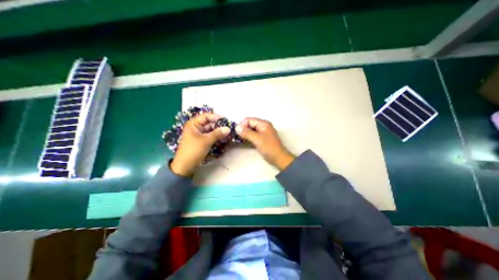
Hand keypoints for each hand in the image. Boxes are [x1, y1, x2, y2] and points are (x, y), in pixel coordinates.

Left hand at [171, 112, 230, 175]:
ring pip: (212, 130)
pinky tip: (225, 139)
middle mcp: (197, 127)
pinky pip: (212, 136)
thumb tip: (229, 129)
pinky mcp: (203, 141)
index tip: (226, 120)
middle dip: (220, 126)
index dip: (216, 117)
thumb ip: (217, 134)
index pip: (206, 116)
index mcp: (193, 124)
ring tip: (229, 134)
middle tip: (230, 129)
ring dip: (220, 132)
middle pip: (210, 123)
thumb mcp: (206, 141)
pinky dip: (218, 137)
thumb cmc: (193, 150)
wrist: (185, 166)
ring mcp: (200, 135)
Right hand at [236, 116, 292, 169]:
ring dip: (245, 133)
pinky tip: (244, 141)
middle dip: (243, 129)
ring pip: (251, 130)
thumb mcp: (257, 139)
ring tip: (239, 139)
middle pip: (250, 124)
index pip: (249, 120)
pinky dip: (248, 137)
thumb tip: (237, 127)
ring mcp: (263, 132)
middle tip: (236, 136)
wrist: (279, 158)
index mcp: (263, 124)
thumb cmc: (269, 148)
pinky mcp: (262, 138)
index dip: (242, 125)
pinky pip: (253, 135)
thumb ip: (247, 133)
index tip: (236, 132)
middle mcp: (263, 126)